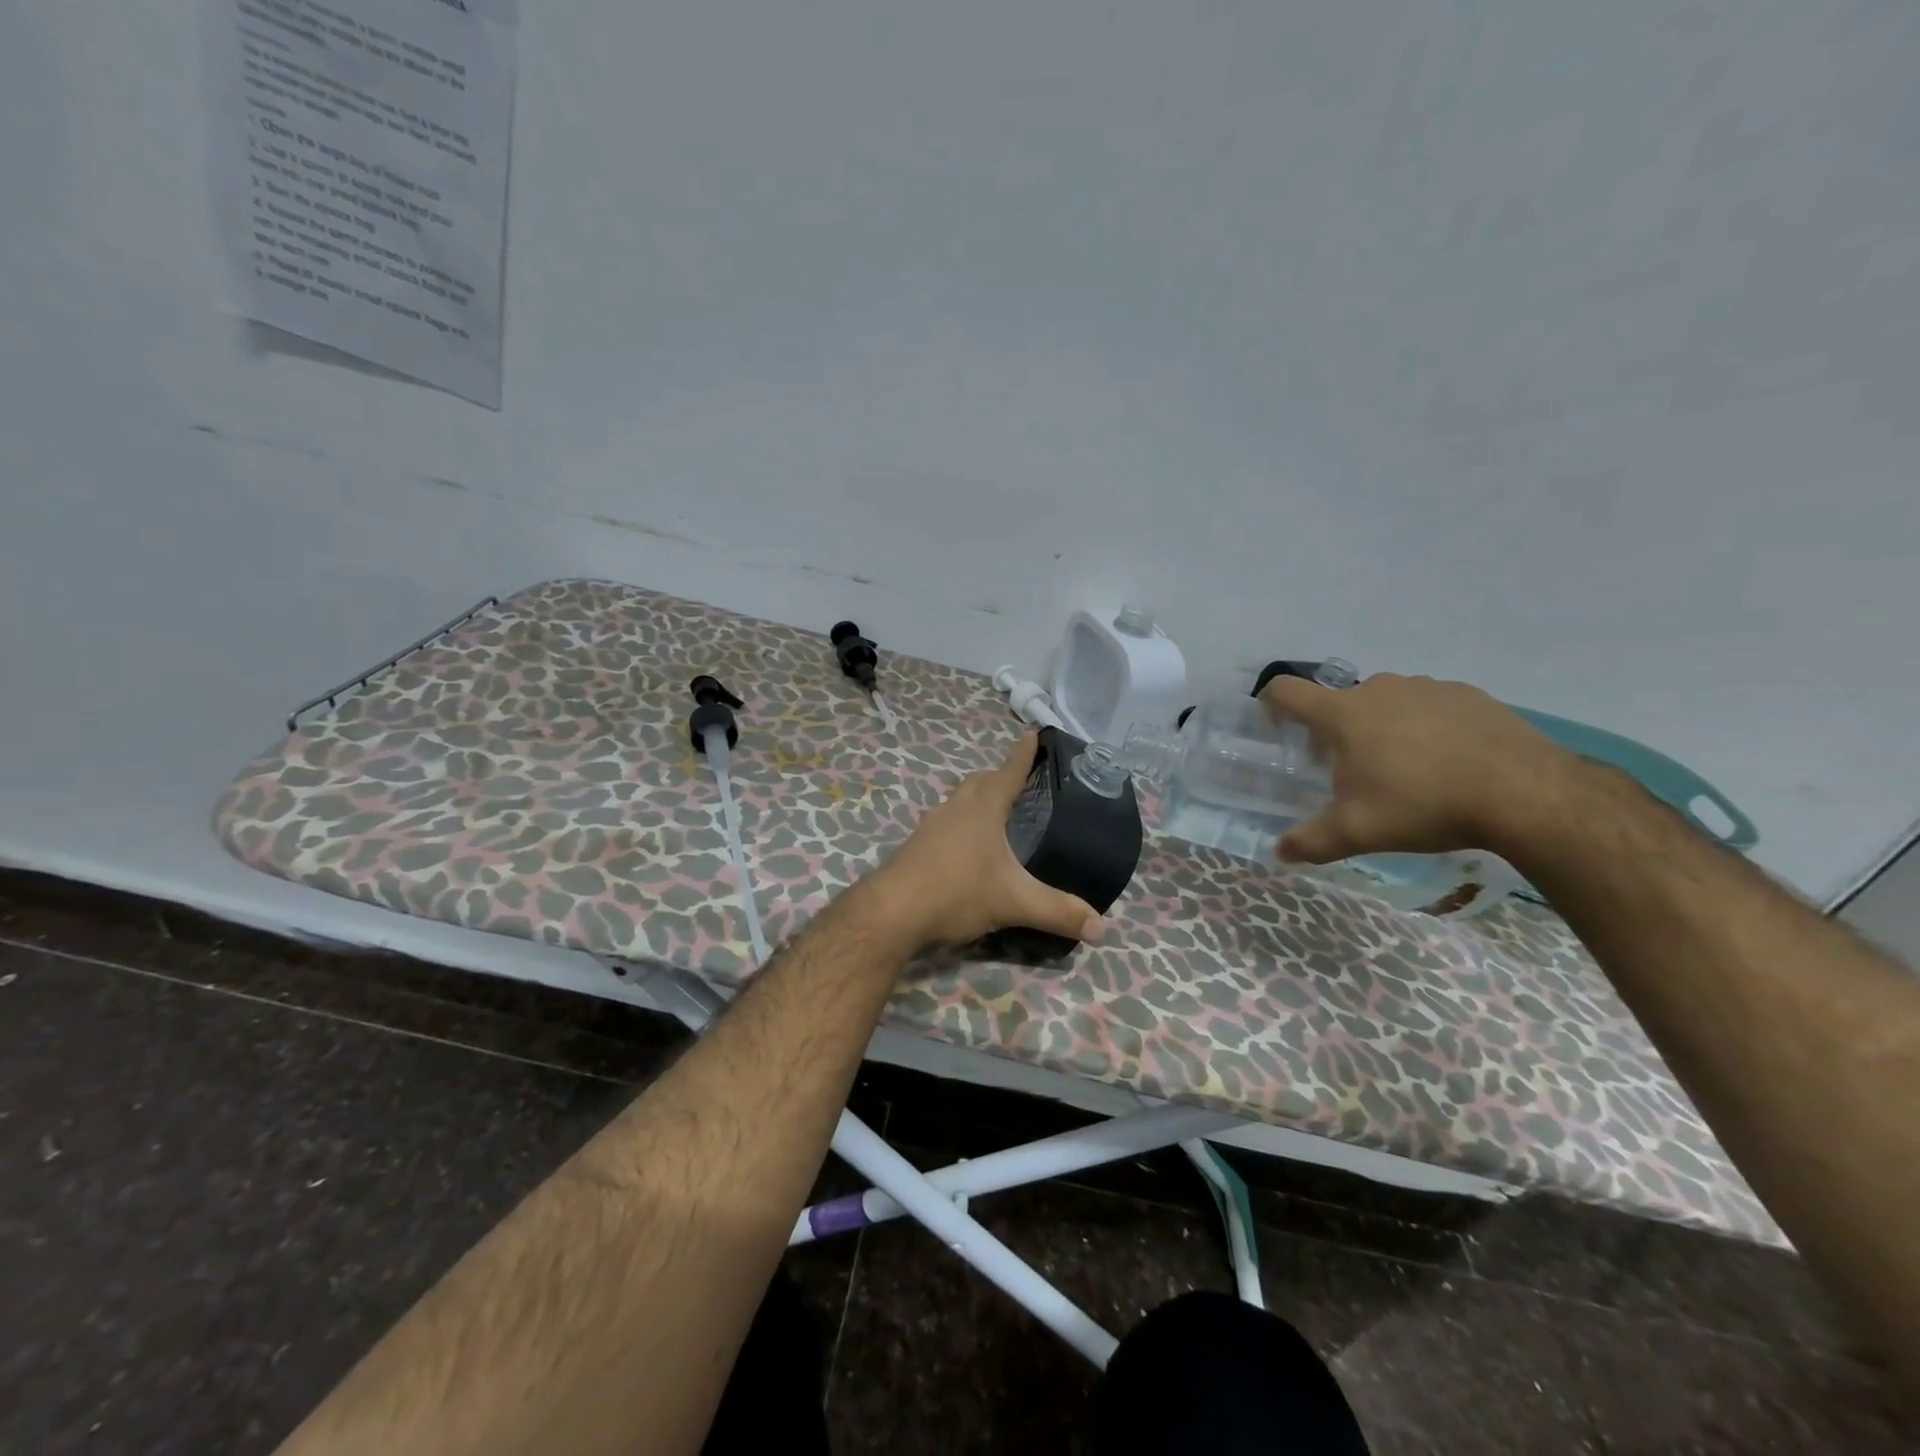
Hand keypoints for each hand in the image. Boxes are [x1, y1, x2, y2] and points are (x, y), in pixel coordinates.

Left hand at [873, 735, 1107, 950]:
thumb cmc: (956, 892)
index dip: (1023, 754)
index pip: (1008, 772)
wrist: (891, 913)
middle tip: (1017, 781)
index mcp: (982, 809)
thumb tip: (1103, 928)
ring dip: (975, 800)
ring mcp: (930, 827)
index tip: (1033, 732)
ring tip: (993, 814)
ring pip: (957, 801)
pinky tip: (964, 849)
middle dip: (998, 775)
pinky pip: (943, 824)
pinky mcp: (915, 847)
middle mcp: (955, 809)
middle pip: (978, 781)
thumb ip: (1058, 912)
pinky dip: (959, 825)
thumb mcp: (1014, 902)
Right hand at [1259, 672, 1575, 864]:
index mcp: (1344, 714)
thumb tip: (1279, 852)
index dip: (1271, 703)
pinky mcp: (1469, 695)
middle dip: (1335, 731)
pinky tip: (1447, 762)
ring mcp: (1427, 687)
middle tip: (1349, 771)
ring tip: (1405, 769)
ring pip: (1386, 703)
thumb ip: (1311, 841)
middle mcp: (1379, 688)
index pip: (1287, 691)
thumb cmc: (1424, 805)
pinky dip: (1425, 727)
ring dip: (1381, 727)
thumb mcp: (1358, 832)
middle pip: (1339, 702)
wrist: (1525, 793)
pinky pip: (1430, 706)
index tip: (1274, 726)